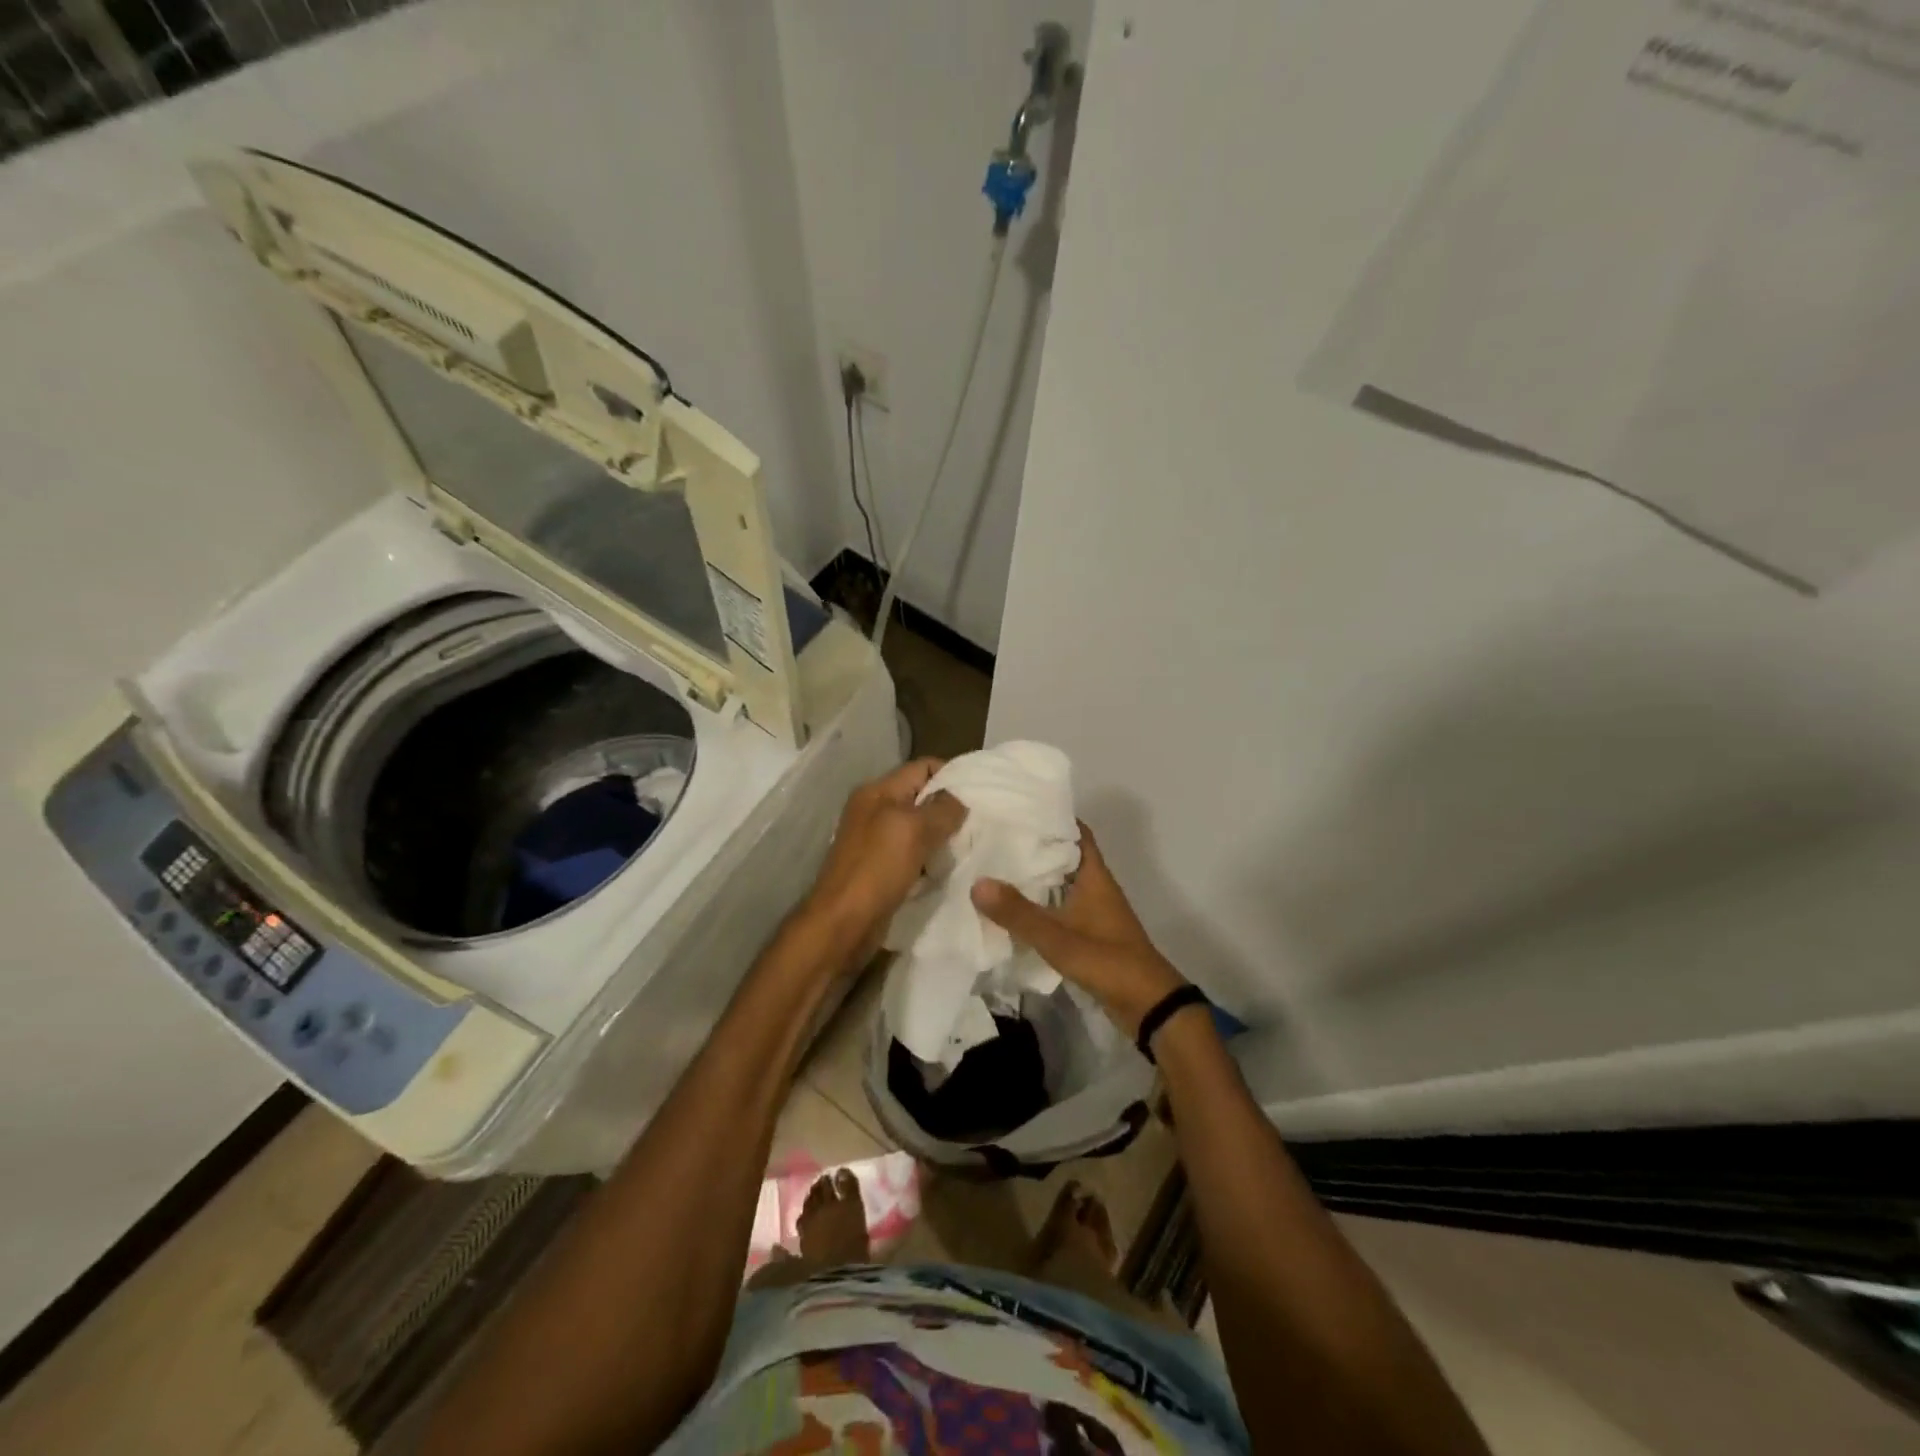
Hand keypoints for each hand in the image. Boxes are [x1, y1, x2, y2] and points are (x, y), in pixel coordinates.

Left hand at [798, 759, 965, 966]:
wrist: (843, 923)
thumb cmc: (877, 868)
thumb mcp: (913, 829)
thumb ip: (942, 809)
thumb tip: (961, 799)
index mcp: (877, 791)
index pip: (922, 767)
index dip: (952, 774)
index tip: (981, 792)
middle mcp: (874, 810)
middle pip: (921, 798)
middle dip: (949, 808)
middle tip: (981, 822)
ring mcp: (875, 841)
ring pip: (919, 828)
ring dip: (942, 836)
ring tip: (971, 845)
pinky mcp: (880, 869)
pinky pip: (913, 855)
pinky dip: (930, 860)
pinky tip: (949, 869)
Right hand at [972, 825, 1186, 1036]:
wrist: (1148, 1007)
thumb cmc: (1108, 961)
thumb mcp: (1058, 938)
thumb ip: (1018, 913)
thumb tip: (977, 882)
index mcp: (1094, 876)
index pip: (1075, 832)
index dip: (1051, 816)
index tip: (1017, 808)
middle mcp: (1094, 887)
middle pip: (1063, 856)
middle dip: (1034, 845)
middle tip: (994, 836)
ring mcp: (1093, 911)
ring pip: (1060, 883)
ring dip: (1034, 876)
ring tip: (994, 867)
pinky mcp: (1088, 934)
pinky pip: (1059, 908)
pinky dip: (1039, 904)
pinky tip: (1012, 909)